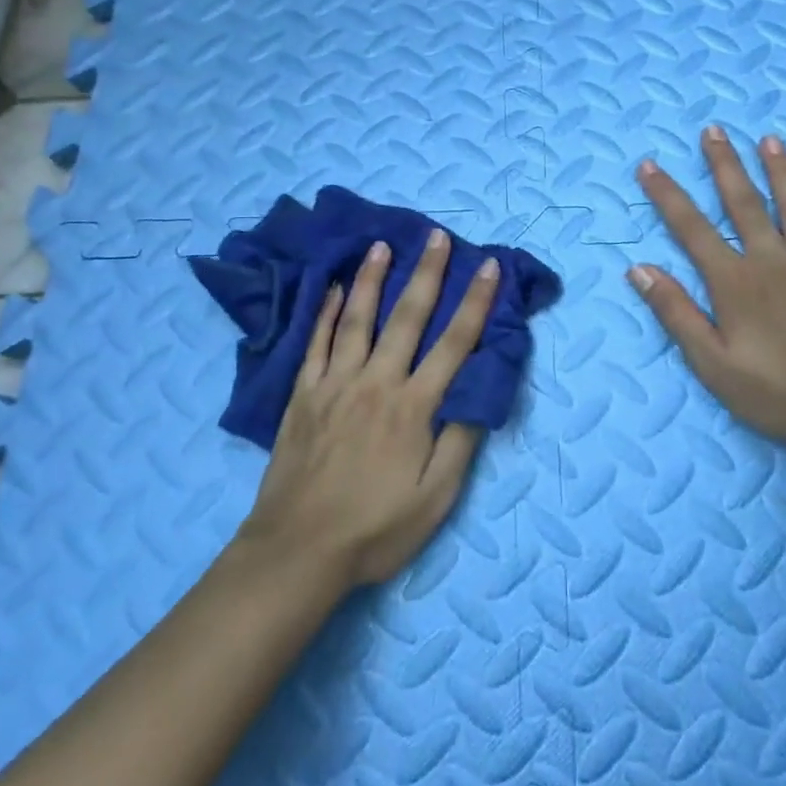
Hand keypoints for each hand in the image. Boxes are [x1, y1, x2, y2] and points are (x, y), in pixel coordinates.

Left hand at [238, 231, 499, 587]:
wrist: (298, 550)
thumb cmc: (375, 528)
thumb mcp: (435, 499)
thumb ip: (459, 442)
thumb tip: (479, 392)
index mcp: (413, 406)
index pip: (454, 343)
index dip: (475, 302)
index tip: (487, 266)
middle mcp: (376, 382)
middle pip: (407, 317)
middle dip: (426, 273)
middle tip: (435, 236)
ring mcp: (335, 383)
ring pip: (356, 319)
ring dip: (371, 279)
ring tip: (381, 245)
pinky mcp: (303, 394)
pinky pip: (315, 342)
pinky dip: (324, 312)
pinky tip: (330, 287)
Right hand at [629, 127, 785, 447]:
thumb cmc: (778, 393)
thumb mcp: (712, 363)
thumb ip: (676, 312)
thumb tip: (639, 268)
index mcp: (736, 281)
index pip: (691, 228)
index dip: (667, 195)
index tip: (648, 165)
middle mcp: (774, 260)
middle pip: (744, 203)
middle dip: (725, 165)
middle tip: (714, 130)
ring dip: (782, 172)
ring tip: (771, 140)